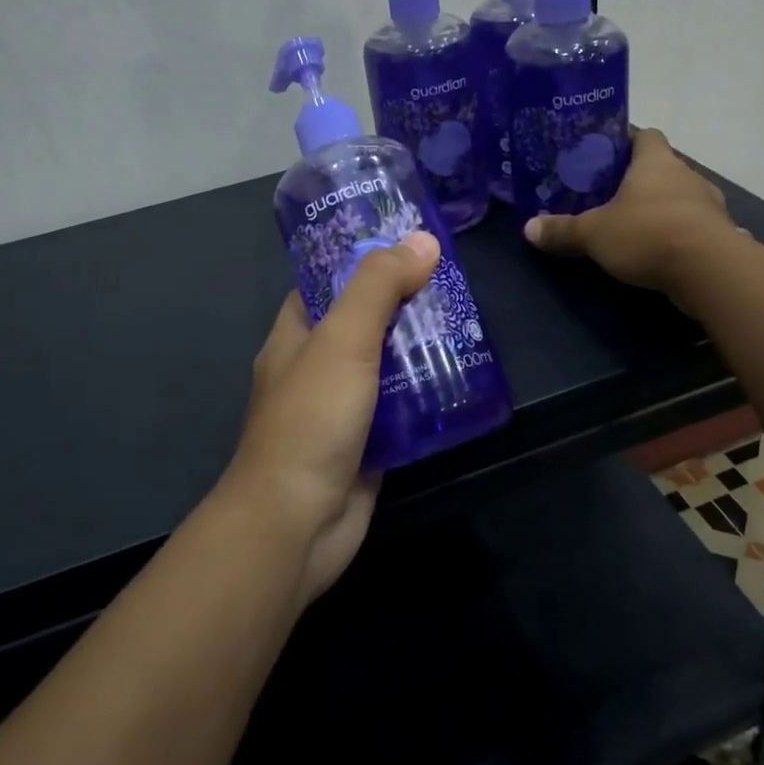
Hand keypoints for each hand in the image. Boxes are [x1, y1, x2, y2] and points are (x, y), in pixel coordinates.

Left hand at [221, 231, 439, 604]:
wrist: (297, 524)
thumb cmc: (311, 420)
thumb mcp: (343, 339)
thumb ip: (378, 287)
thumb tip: (422, 240)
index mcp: (295, 336)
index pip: (327, 283)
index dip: (363, 260)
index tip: (408, 244)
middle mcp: (315, 368)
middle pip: (364, 323)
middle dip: (404, 305)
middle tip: (453, 284)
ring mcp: (341, 409)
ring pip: (386, 367)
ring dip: (420, 350)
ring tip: (468, 325)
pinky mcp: (367, 445)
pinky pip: (401, 409)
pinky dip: (426, 396)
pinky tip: (463, 380)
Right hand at [523, 127, 738, 305]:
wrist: (709, 270)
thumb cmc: (647, 234)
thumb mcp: (594, 233)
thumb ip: (563, 230)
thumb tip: (528, 228)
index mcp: (655, 161)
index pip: (645, 135)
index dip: (625, 141)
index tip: (605, 154)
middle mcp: (686, 175)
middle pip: (662, 167)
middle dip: (639, 180)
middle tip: (610, 196)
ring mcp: (709, 205)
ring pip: (680, 197)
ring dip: (662, 208)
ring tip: (635, 227)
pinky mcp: (721, 234)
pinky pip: (695, 227)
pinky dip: (681, 235)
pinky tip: (667, 251)